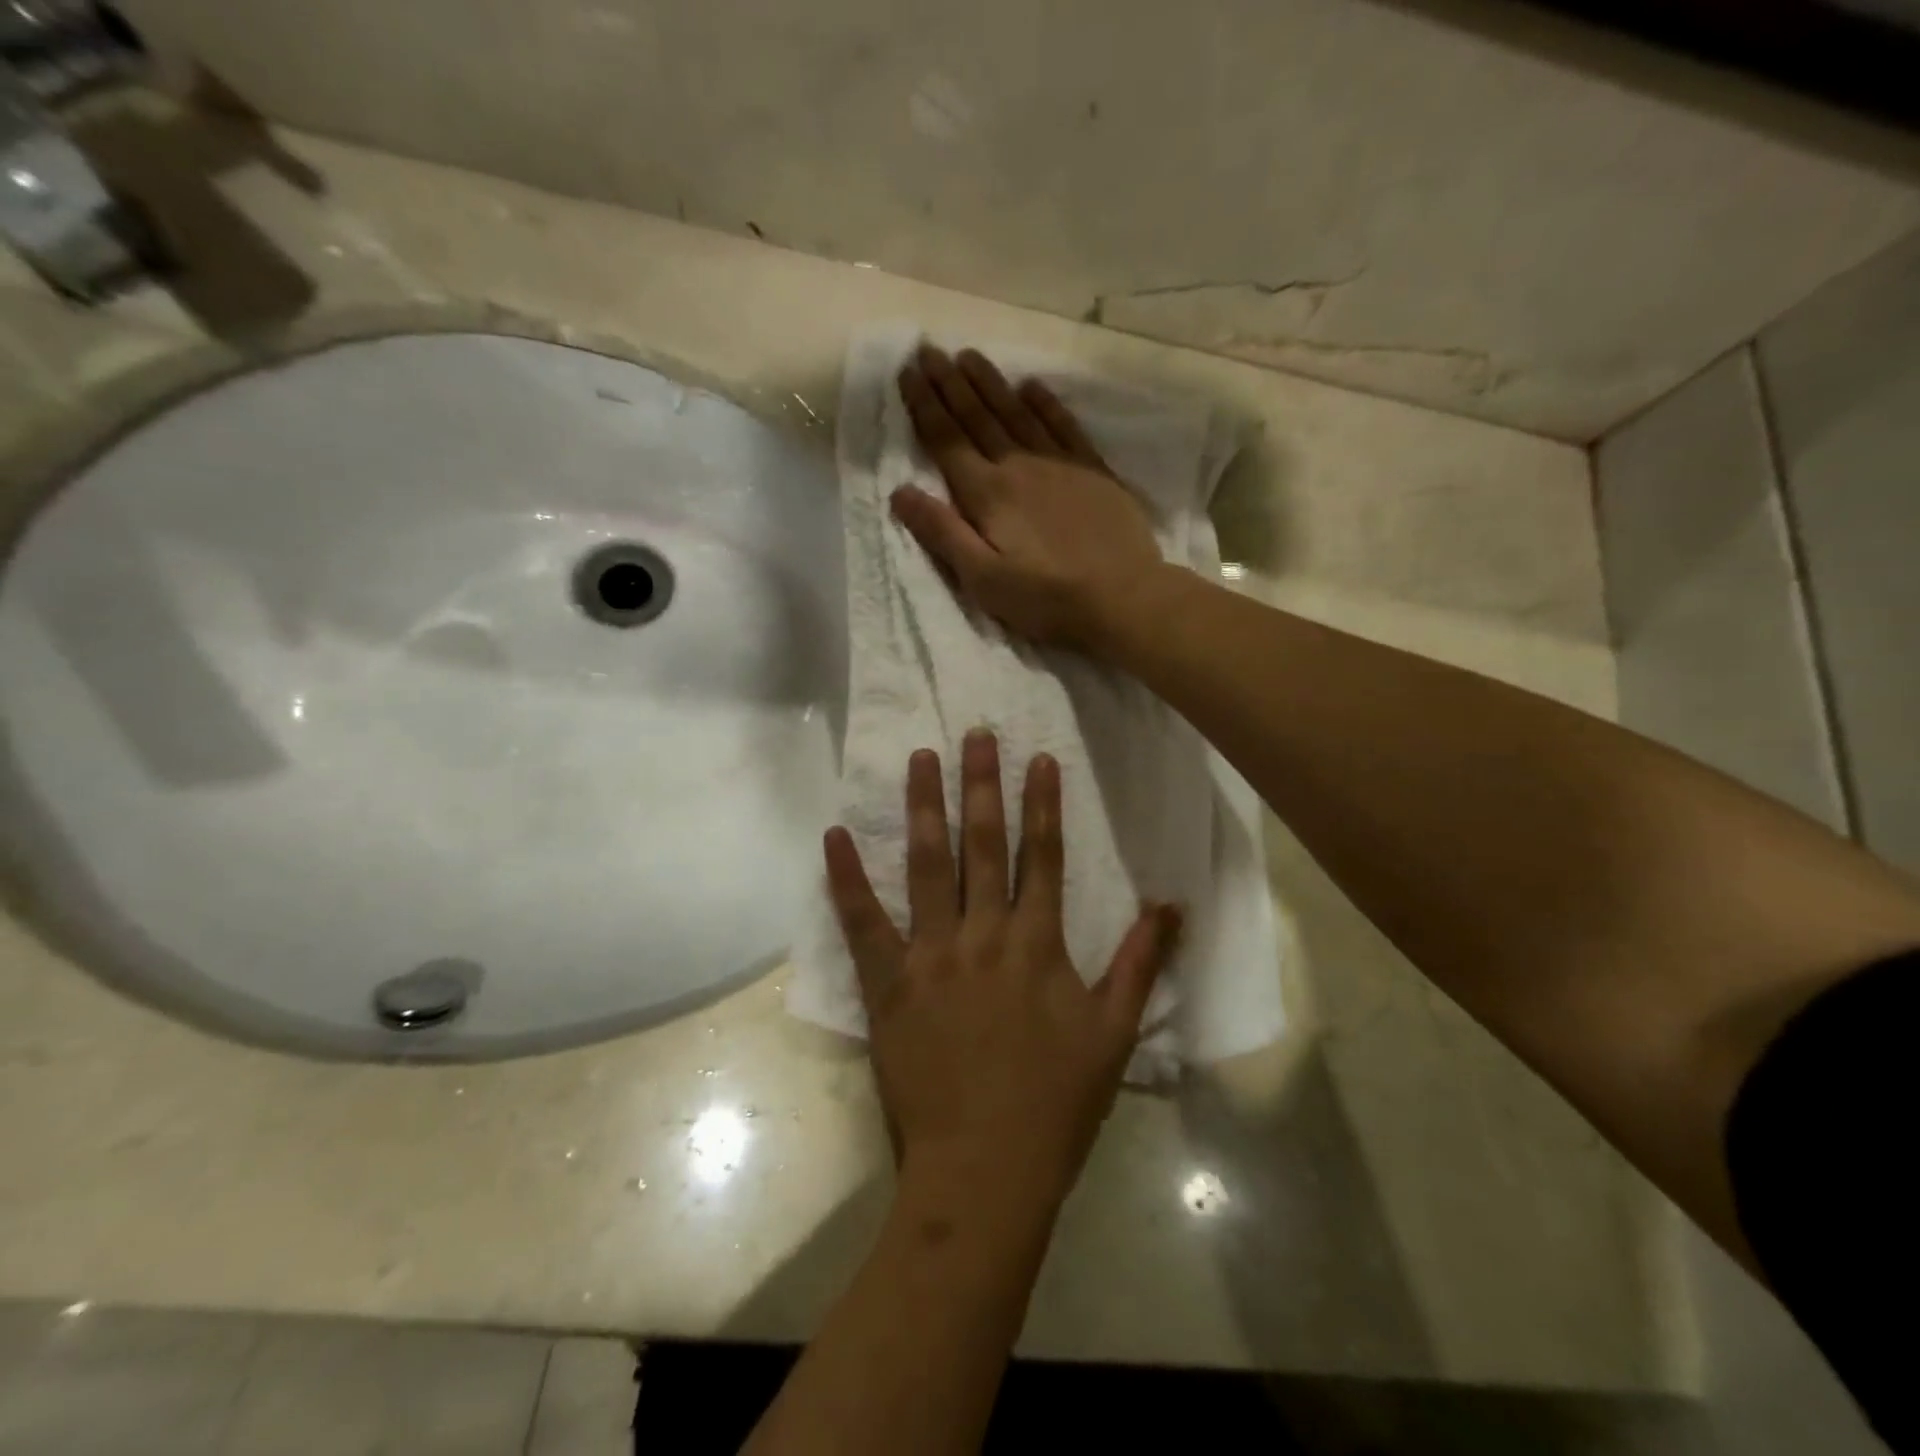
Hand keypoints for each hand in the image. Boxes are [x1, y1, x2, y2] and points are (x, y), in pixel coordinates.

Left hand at [823, 730, 1181, 1208]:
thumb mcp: (1115, 1034)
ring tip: (921, 758)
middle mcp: (984, 934)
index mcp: (1038, 944)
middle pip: (983, 845)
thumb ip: (1141, 963)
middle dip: (981, 784)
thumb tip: (1170, 904)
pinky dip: (846, 878)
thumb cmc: (1055, 1103)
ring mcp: (930, 955)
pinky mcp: (888, 983)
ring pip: (927, 866)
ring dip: (924, 807)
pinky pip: (862, 922)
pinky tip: (833, 836)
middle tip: (976, 734)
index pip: (1043, 856)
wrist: (985, 1170)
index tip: (1039, 758)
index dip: (1042, 804)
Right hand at [893, 346, 1163, 652]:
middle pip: (978, 416)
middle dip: (950, 383)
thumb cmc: (1046, 597)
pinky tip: (1032, 386)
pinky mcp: (1093, 471)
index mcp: (988, 493)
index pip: (947, 440)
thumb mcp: (983, 579)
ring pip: (1017, 412)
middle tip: (929, 349)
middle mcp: (1019, 466)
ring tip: (969, 355)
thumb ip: (942, 533)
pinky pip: (1064, 425)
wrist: (1123, 596)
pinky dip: (1046, 403)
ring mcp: (1060, 464)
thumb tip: (900, 492)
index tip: (908, 371)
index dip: (925, 405)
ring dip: (991, 382)